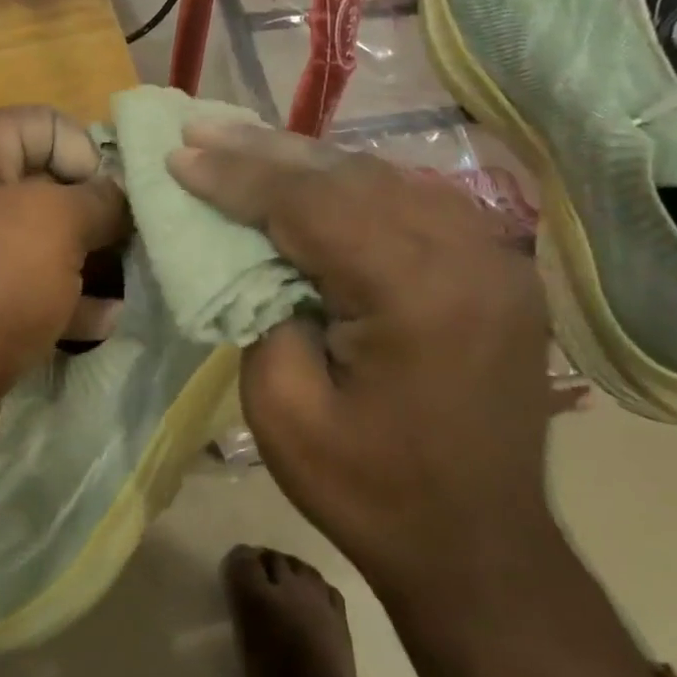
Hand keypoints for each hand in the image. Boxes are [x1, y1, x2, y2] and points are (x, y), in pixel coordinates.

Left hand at [0, 107, 128, 471]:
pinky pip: (21, 288)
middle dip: (94, 215)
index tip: (118, 201)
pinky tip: (103, 322)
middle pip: (43, 185)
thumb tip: (120, 194)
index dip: (89, 154)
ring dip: (85, 262)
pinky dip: (61, 301)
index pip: (44, 124)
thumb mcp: (56, 225)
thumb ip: (101, 199)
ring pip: (37, 242)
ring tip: (129, 284)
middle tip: (135, 245)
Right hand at [167, 123, 574, 597]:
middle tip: (201, 128)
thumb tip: (253, 249)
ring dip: (307, 162)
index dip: (238, 176)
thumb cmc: (370, 491)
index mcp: (417, 293)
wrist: (479, 549)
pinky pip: (414, 202)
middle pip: (350, 176)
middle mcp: (469, 255)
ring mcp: (495, 257)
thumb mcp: (283, 410)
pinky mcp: (497, 269)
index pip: (312, 203)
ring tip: (242, 143)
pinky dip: (353, 185)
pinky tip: (311, 178)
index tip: (179, 153)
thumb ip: (261, 309)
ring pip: (385, 178)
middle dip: (265, 152)